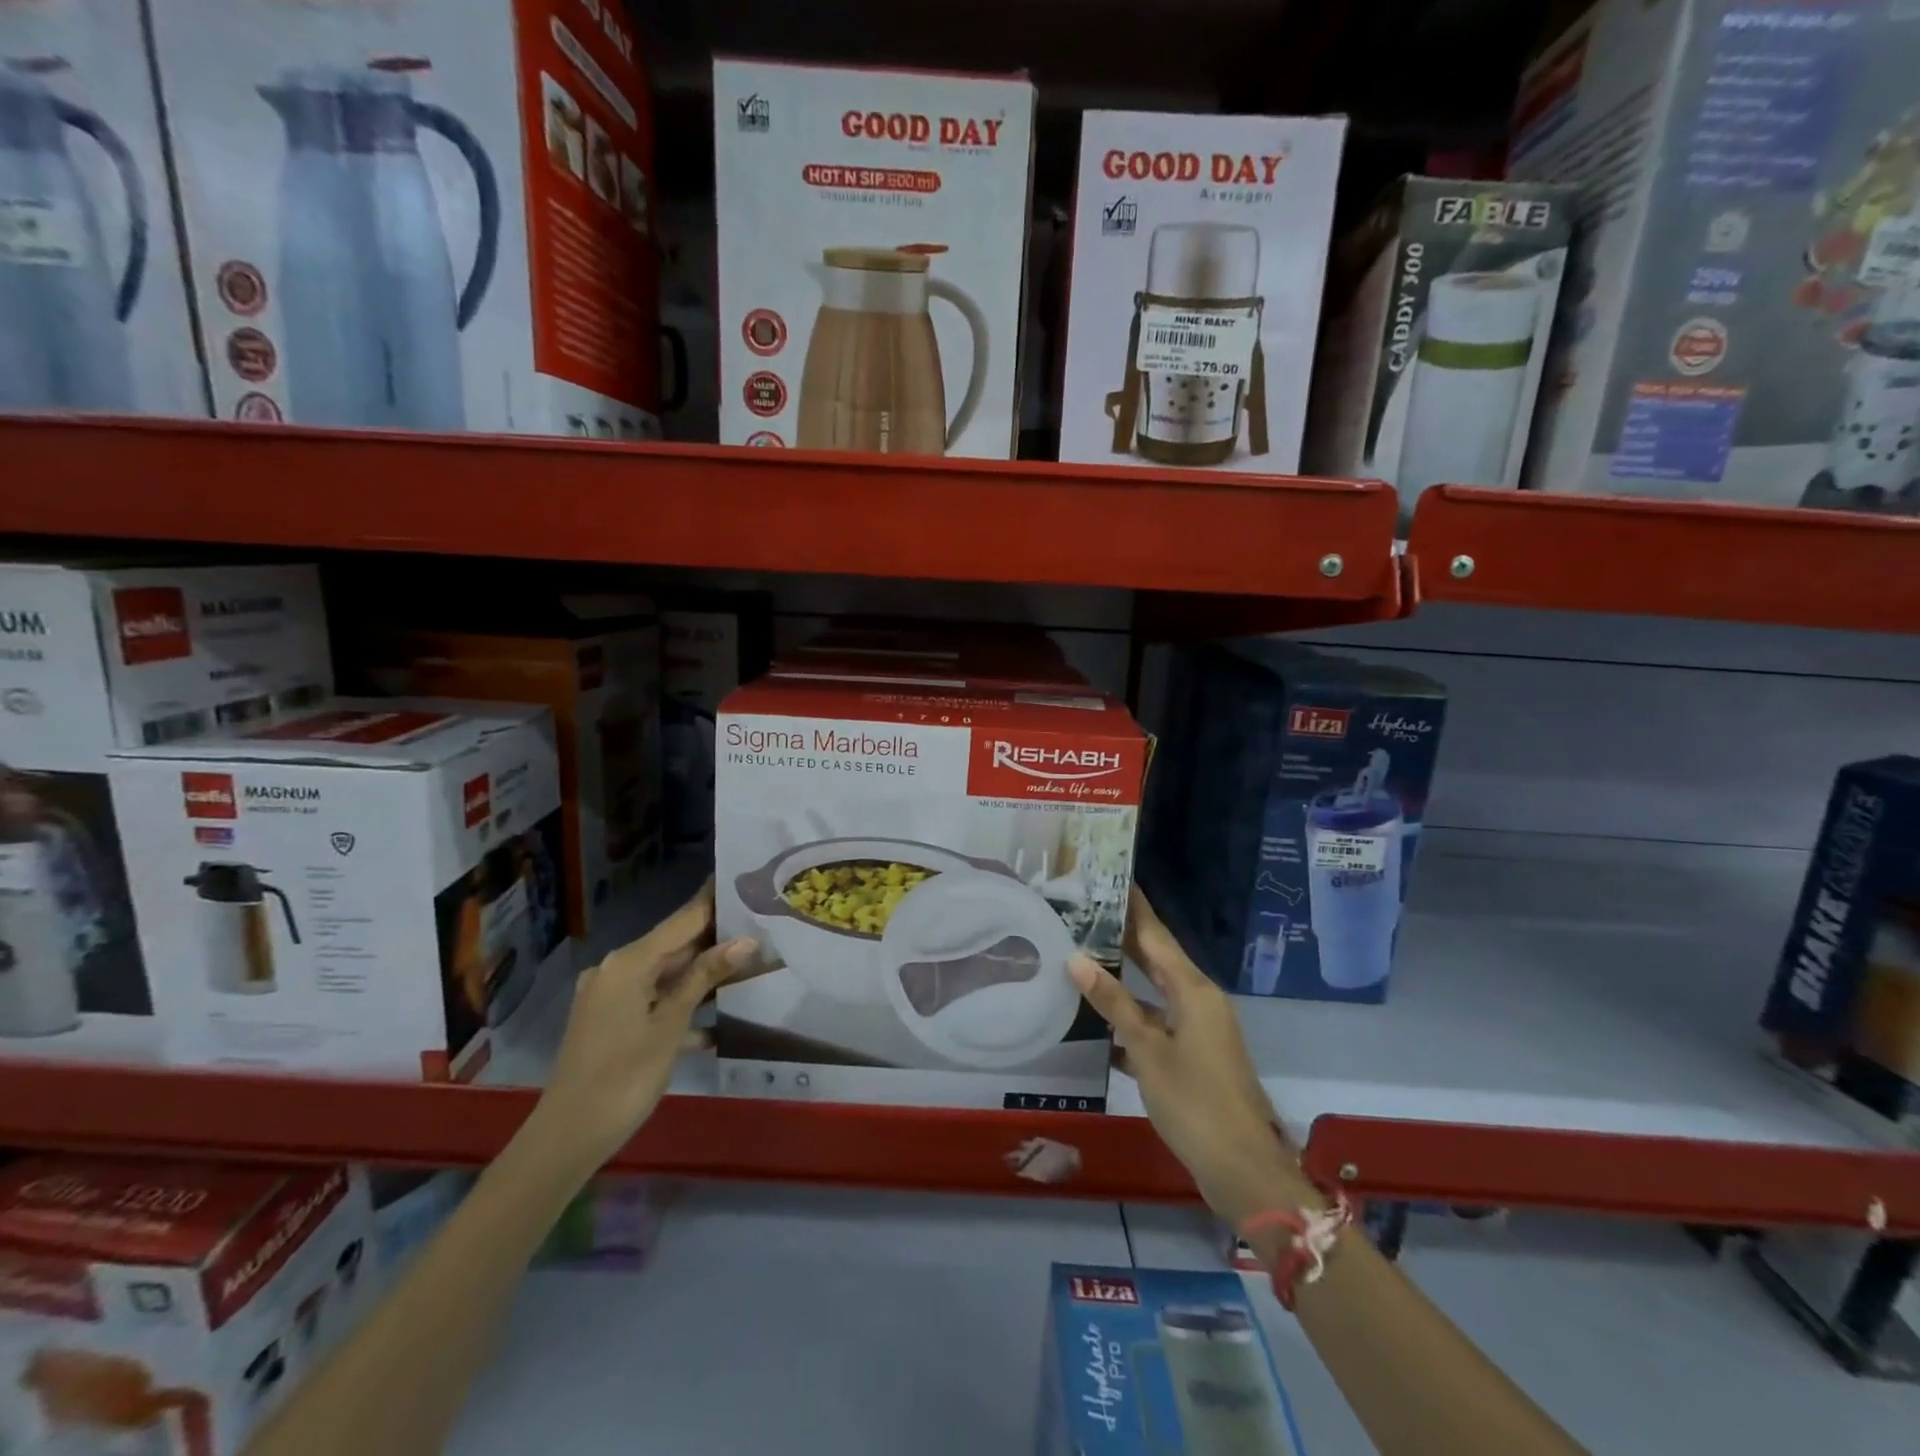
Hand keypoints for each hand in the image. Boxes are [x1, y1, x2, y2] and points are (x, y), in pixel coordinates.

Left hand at [536, 879, 757, 1168]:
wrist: (568, 1136)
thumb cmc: (625, 1075)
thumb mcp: (671, 1024)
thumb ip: (705, 977)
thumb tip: (746, 940)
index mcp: (629, 962)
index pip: (683, 920)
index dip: (714, 903)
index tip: (745, 883)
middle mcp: (616, 969)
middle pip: (674, 946)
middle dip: (715, 941)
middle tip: (761, 929)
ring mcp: (611, 996)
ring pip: (666, 975)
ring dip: (702, 976)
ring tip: (750, 968)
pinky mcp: (610, 1021)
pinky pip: (653, 1000)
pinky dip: (681, 1005)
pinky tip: (716, 1021)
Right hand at [1070, 888, 1312, 1225]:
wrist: (1243, 1169)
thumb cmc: (1195, 1102)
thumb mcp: (1148, 1050)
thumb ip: (1113, 1004)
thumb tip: (1077, 959)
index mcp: (1194, 991)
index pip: (1156, 935)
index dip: (1134, 907)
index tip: (1112, 877)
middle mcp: (1199, 1001)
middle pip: (1156, 959)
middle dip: (1124, 936)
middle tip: (1086, 910)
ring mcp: (1198, 1031)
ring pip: (1154, 994)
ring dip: (1122, 980)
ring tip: (1081, 958)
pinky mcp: (1194, 1057)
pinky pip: (1156, 1025)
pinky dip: (1130, 1021)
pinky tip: (1098, 1024)